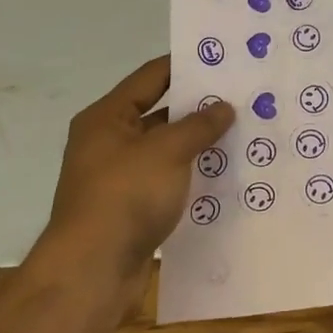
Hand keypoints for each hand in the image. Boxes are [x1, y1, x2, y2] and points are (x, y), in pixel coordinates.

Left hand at [38, 56, 234, 296]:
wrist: (92, 272)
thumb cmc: (125, 196)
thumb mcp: (167, 152)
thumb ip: (198, 125)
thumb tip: (224, 106)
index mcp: (107, 117)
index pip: (150, 77)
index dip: (184, 66)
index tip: (222, 60)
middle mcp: (108, 142)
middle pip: (158, 113)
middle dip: (197, 107)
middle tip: (240, 98)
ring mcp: (117, 177)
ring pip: (164, 150)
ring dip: (196, 144)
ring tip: (240, 134)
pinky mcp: (129, 209)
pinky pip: (165, 181)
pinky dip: (189, 176)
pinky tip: (222, 176)